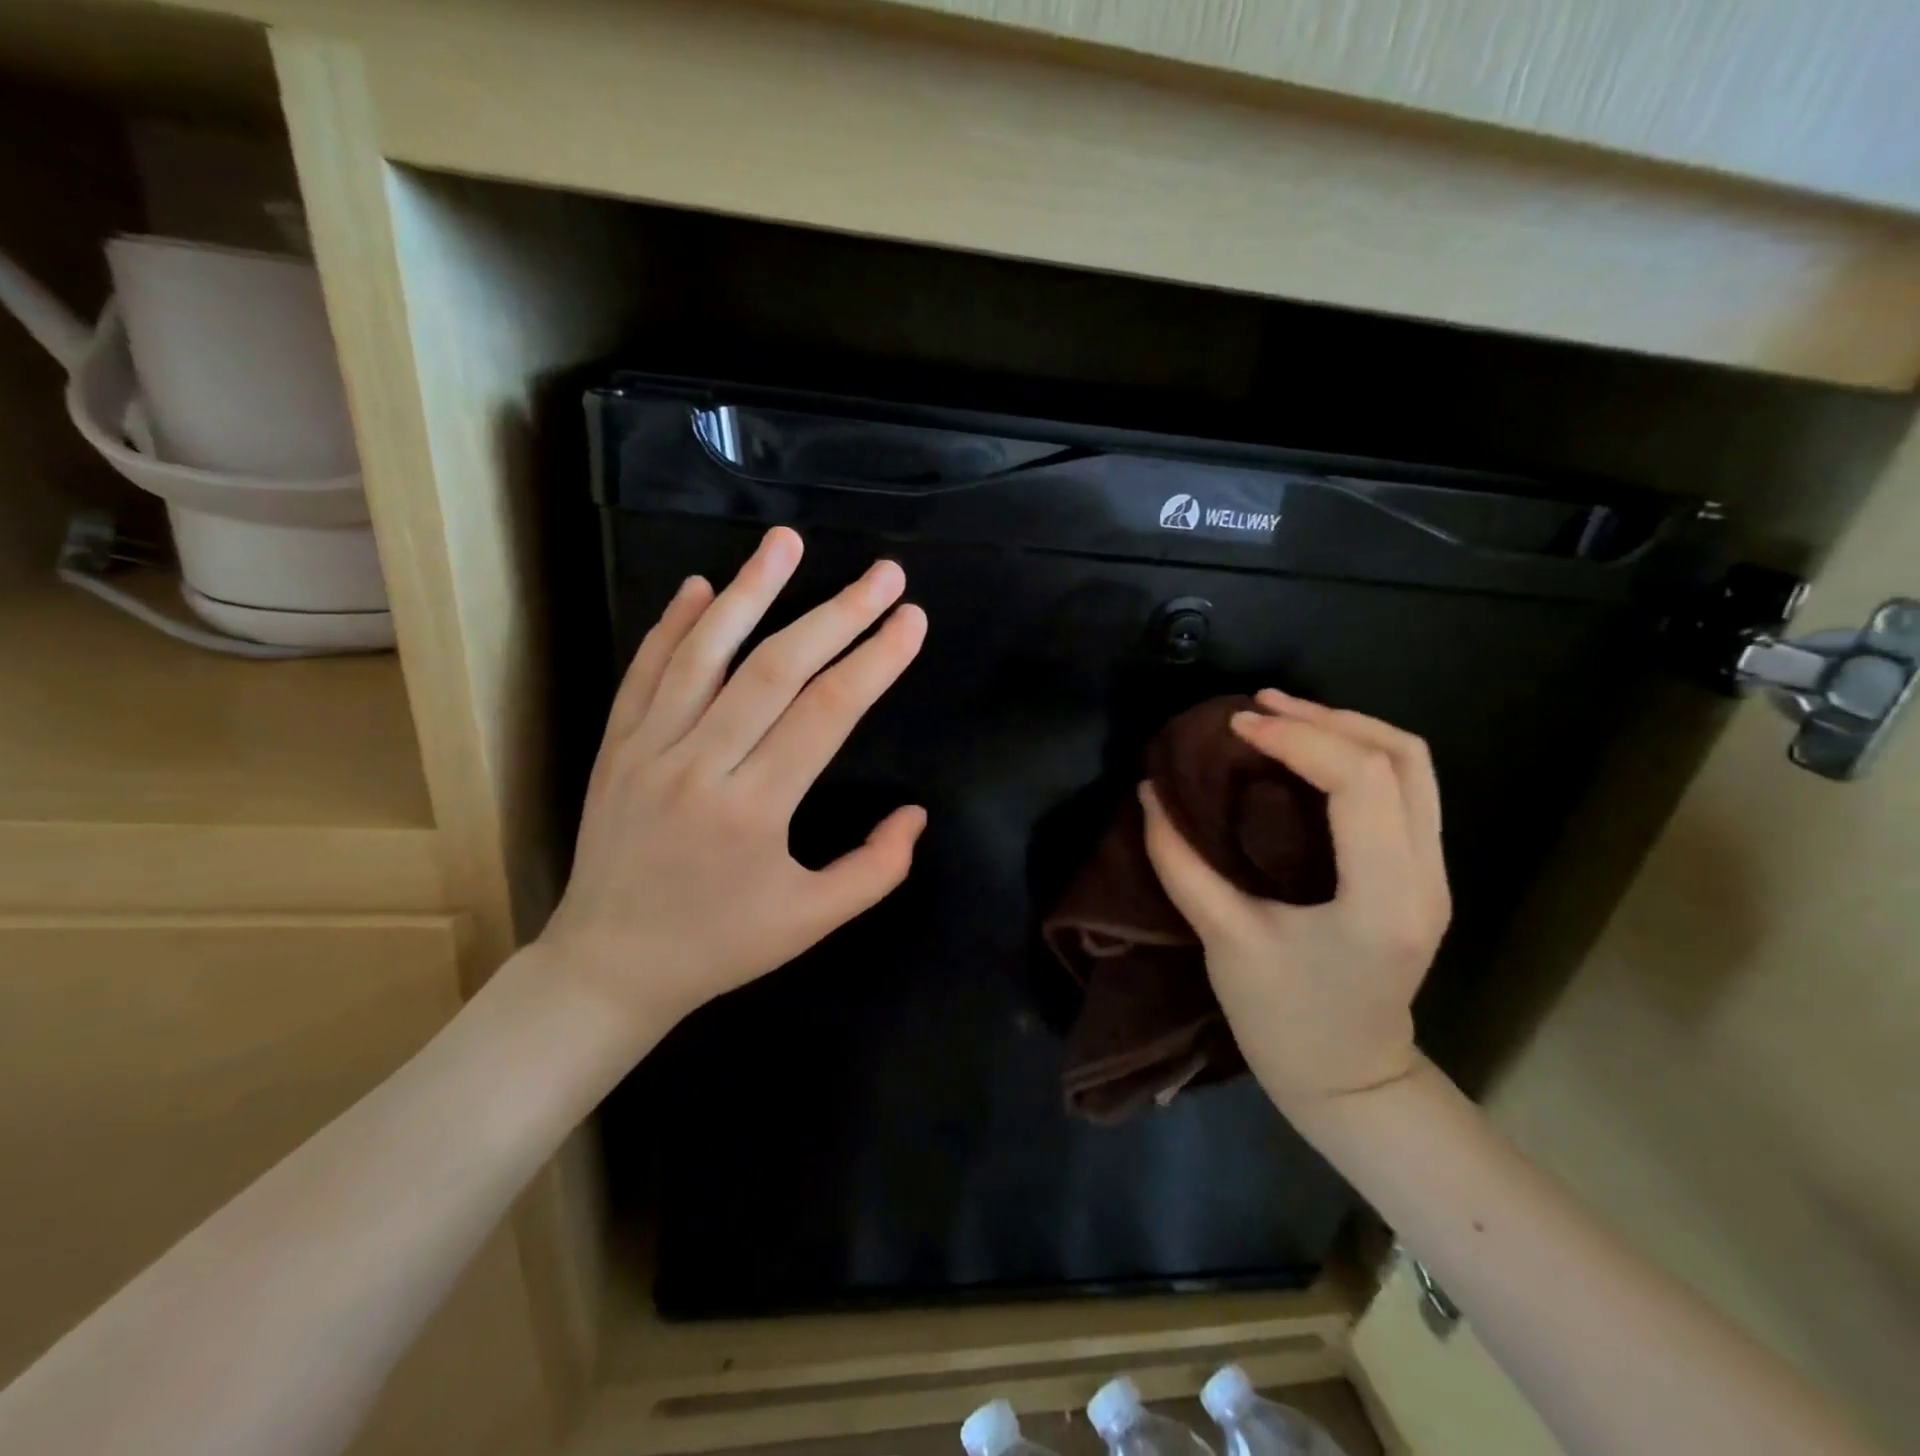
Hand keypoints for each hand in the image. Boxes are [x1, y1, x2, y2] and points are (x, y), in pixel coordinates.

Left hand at [538, 527, 928, 1040]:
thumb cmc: (720, 944)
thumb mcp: (811, 922)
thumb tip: (916, 813)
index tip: (911, 621)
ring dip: (751, 592)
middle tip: (883, 574)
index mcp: (755, 810)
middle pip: (777, 669)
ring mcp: (648, 749)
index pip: (827, 713)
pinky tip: (702, 586)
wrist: (610, 965)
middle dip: (838, 614)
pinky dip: (673, 625)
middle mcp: (700, 765)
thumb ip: (875, 869)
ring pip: (705, 654)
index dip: (875, 661)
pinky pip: (645, 672)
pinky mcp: (614, 746)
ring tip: (786, 542)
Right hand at [1140, 690, 1450, 1111]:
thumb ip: (1181, 864)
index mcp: (1383, 898)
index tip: (1236, 727)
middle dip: (1326, 717)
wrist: (1351, 1081)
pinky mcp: (1423, 873)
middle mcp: (1426, 875)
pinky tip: (1310, 752)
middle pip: (1401, 757)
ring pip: (1414, 766)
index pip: (1361, 781)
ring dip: (1348, 727)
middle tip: (1257, 707)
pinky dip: (1359, 754)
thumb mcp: (1224, 942)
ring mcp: (1435, 873)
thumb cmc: (1285, 1022)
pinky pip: (1406, 788)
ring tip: (1283, 713)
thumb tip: (1149, 794)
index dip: (1299, 738)